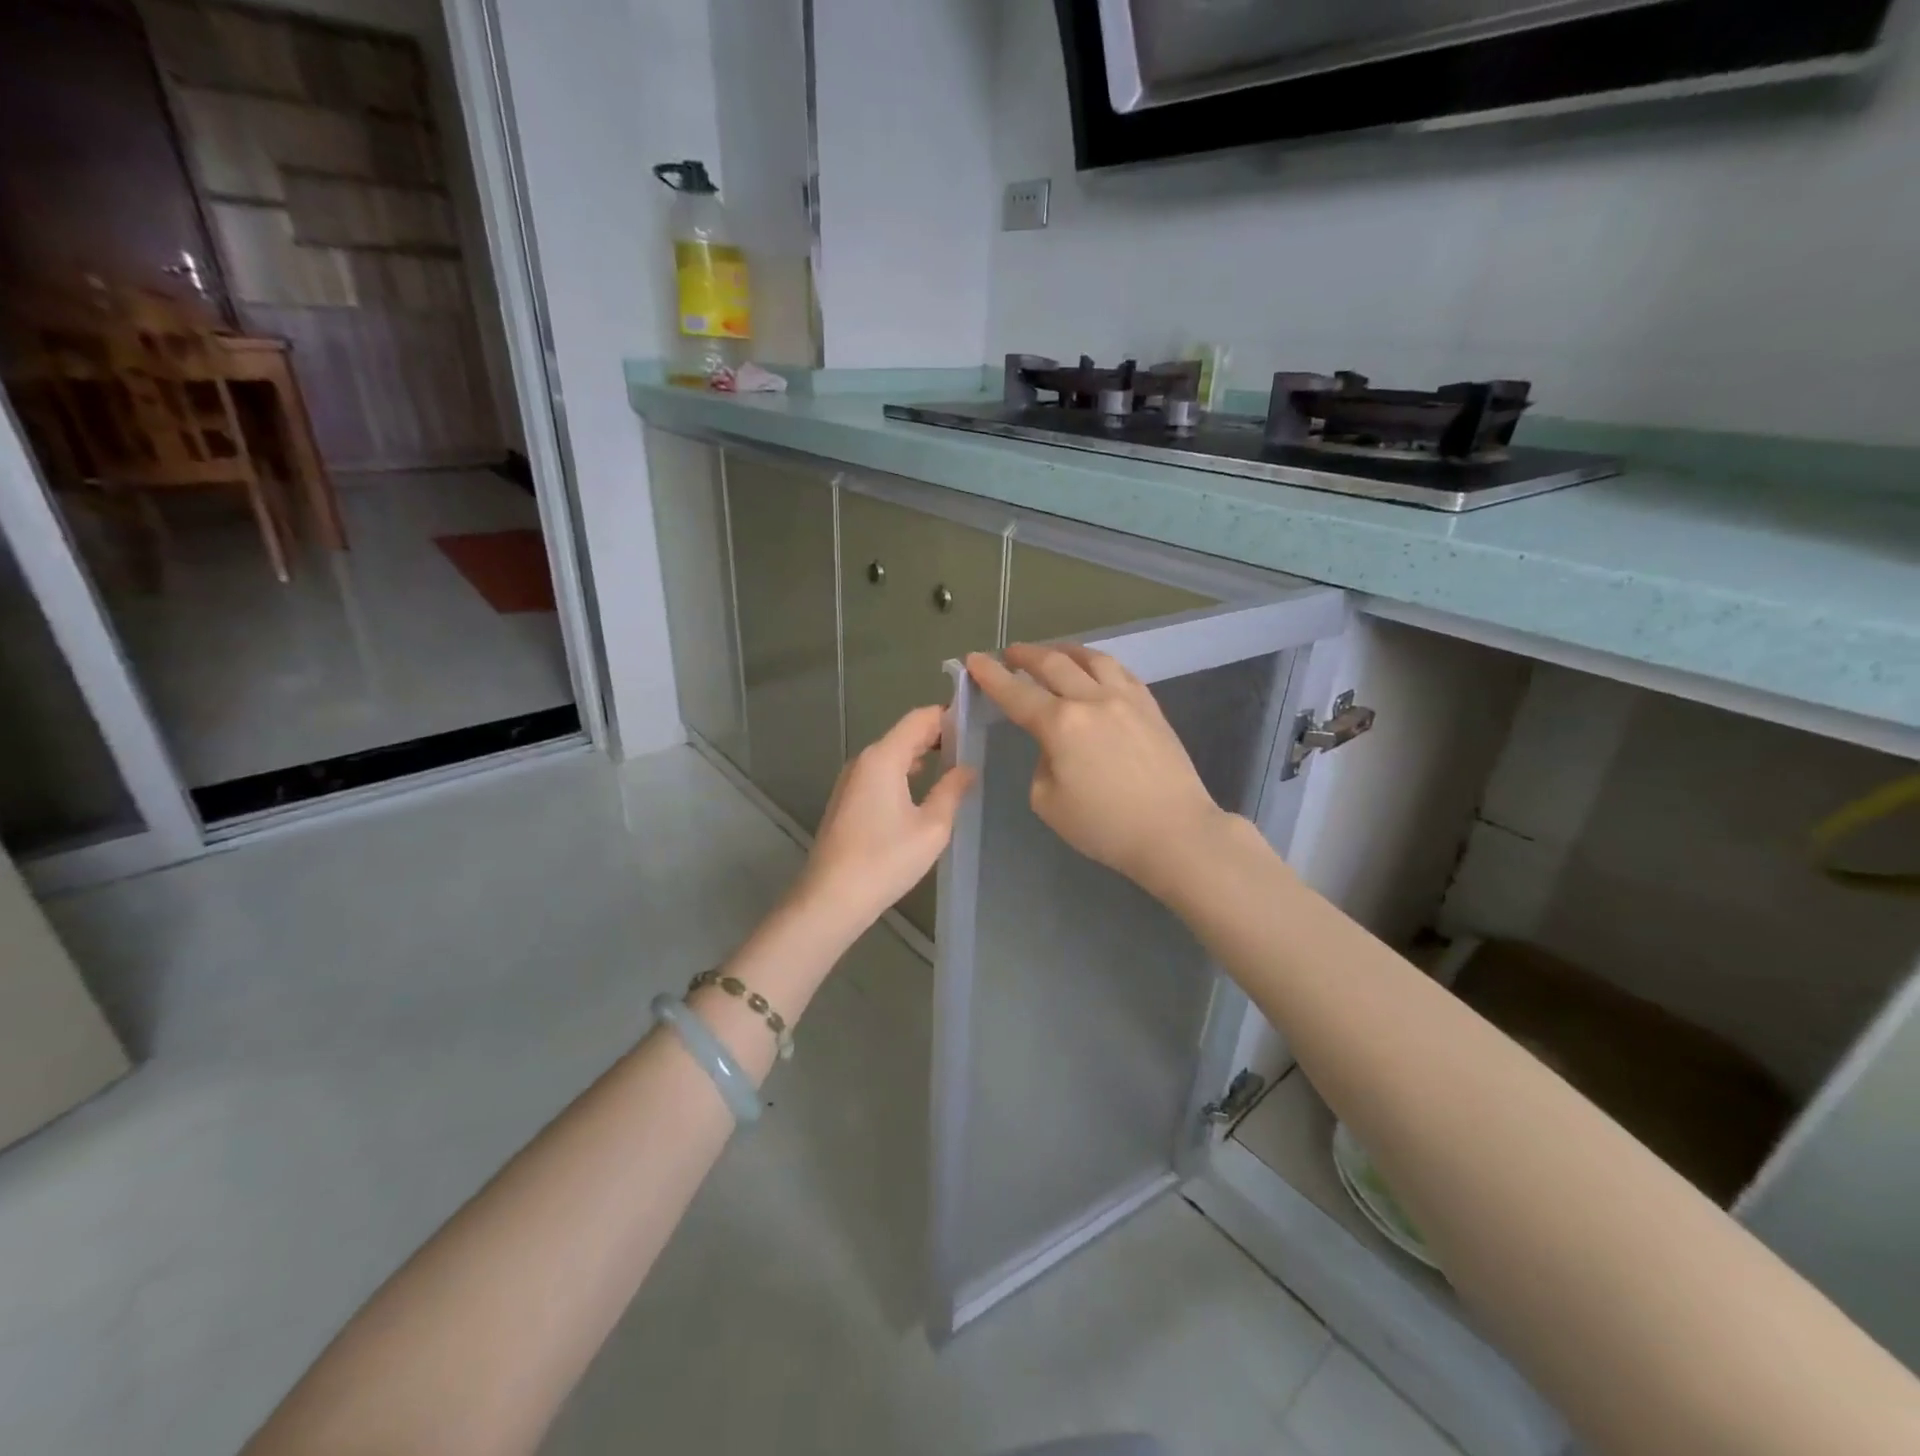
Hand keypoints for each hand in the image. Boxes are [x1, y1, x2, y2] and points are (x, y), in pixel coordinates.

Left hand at [791, 705, 975, 935]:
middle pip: (904, 734)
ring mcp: (851, 781)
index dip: (948, 715)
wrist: (831, 898)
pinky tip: (923, 788)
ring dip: (921, 755)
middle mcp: (863, 761)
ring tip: (954, 763)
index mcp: (883, 758)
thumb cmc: (885, 860)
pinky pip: (880, 773)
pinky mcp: (847, 801)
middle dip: (937, 735)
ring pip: (891, 754)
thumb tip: (967, 768)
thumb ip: (952, 791)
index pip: (919, 718)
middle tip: (973, 743)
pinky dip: (904, 772)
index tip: (976, 721)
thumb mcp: (932, 827)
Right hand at [965, 643, 1227, 897]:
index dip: (991, 676)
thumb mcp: (1049, 804)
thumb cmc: (1105, 827)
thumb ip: (1042, 765)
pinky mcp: (1151, 707)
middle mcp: (1091, 700)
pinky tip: (1096, 669)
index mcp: (1060, 724)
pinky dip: (1099, 663)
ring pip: (1091, 659)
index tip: (974, 660)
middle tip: (1009, 653)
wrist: (1175, 832)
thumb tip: (1055, 748)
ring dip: (1065, 651)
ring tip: (1053, 652)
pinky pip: (1121, 672)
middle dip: (1025, 655)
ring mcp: (1126, 699)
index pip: (1016, 693)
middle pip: (1053, 664)